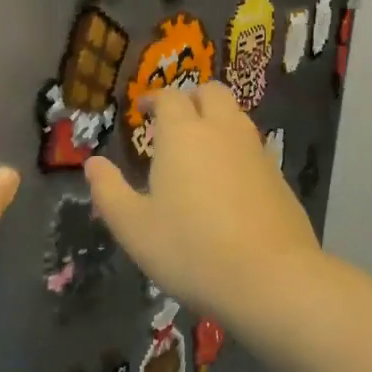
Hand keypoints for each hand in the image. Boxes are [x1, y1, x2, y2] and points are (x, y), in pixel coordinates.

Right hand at [86, 83, 318, 320]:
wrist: (271, 279)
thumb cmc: (191, 250)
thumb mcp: (134, 227)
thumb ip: (109, 191)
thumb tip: (93, 163)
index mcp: (183, 134)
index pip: (169, 97)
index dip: (154, 98)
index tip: (142, 110)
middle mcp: (222, 131)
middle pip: (211, 92)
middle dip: (191, 97)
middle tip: (174, 120)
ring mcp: (256, 151)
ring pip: (236, 115)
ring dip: (216, 119)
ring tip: (199, 148)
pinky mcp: (279, 176)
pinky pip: (252, 146)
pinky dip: (236, 148)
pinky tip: (227, 181)